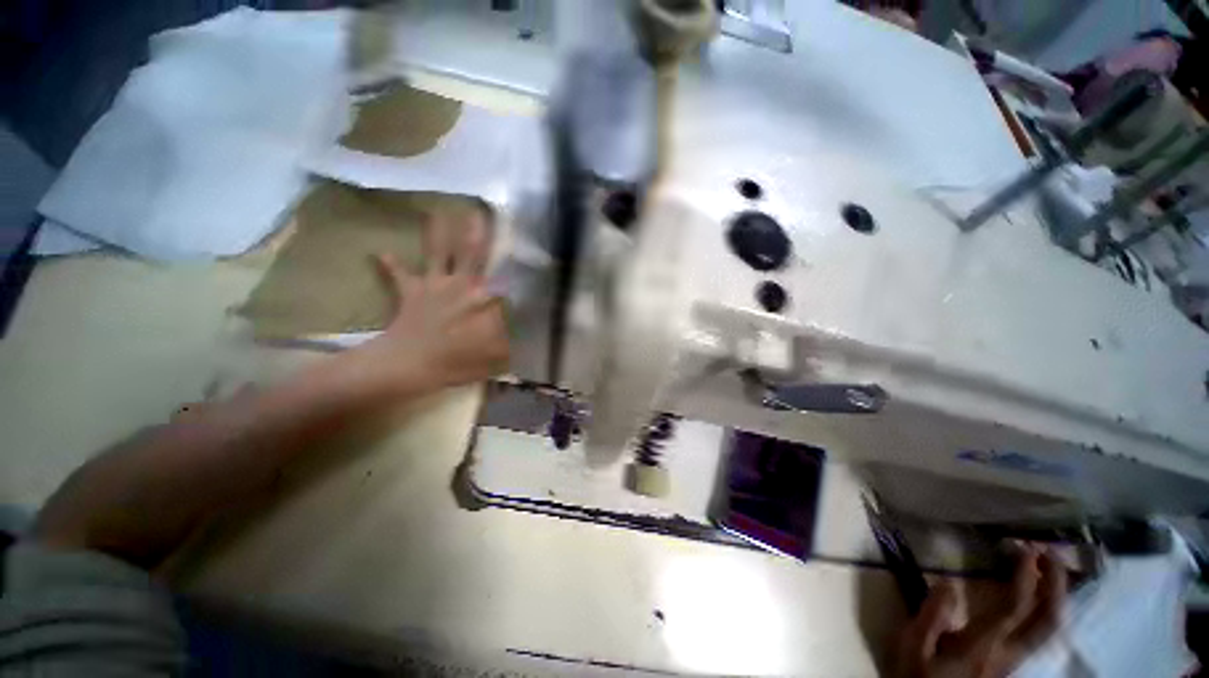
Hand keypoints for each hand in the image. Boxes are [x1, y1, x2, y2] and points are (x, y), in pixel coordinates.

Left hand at [353, 208, 509, 393]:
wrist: (411, 364)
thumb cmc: (459, 361)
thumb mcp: (497, 355)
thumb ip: (514, 340)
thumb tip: (531, 332)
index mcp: (485, 298)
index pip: (506, 277)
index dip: (517, 263)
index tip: (527, 249)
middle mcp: (463, 284)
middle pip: (473, 253)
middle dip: (478, 232)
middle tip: (480, 210)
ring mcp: (436, 285)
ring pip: (438, 252)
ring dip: (437, 232)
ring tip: (436, 211)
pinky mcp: (411, 292)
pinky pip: (399, 274)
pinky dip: (391, 264)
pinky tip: (381, 253)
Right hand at [895, 547, 1067, 677]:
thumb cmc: (918, 677)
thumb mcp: (912, 647)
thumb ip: (930, 616)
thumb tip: (949, 582)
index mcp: (982, 646)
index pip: (1014, 609)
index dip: (1025, 578)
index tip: (1025, 549)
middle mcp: (1008, 653)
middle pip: (1047, 622)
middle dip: (1056, 586)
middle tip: (1052, 553)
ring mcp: (1014, 660)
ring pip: (1050, 630)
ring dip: (1057, 596)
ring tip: (1051, 567)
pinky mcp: (1011, 662)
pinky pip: (1040, 634)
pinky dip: (1047, 609)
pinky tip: (1042, 597)